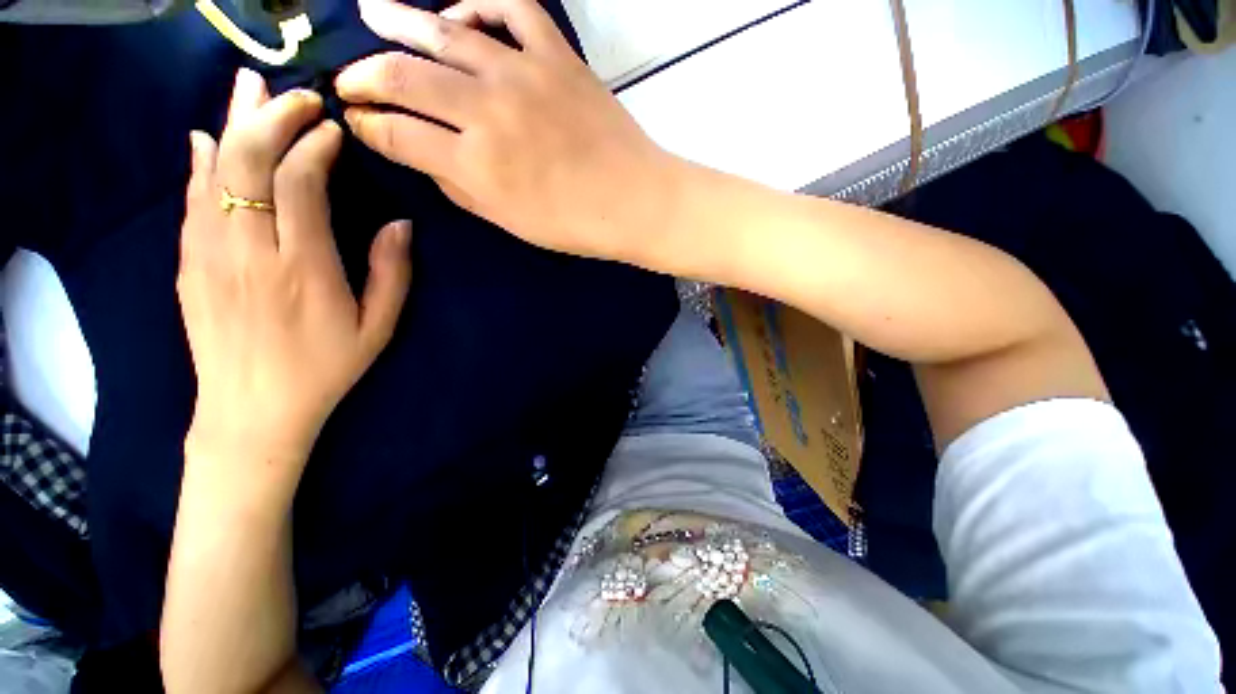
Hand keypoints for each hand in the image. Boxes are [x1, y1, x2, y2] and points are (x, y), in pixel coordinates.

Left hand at [178, 68, 412, 496]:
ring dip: (232, 124)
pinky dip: (200, 162)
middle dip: (272, 119)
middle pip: (248, 164)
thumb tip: (399, 225)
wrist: (253, 411)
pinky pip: (191, 200)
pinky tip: (207, 139)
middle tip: (297, 96)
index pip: (299, 185)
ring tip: (248, 87)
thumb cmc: (325, 368)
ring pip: (213, 172)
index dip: (314, 147)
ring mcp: (209, 255)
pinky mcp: (188, 264)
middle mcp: (248, 252)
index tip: (332, 129)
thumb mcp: (377, 328)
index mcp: (302, 269)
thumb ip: (391, 274)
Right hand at [334, 0, 684, 264]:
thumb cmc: (575, 225)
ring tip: (370, 13)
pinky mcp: (557, 55)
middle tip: (348, 79)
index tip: (357, 123)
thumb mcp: (511, 223)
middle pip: (402, 78)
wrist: (634, 201)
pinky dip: (480, 3)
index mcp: (475, 164)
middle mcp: (486, 111)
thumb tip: (429, 158)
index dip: (368, 128)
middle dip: (363, 77)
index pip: (397, 136)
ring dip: (397, 22)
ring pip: (443, 32)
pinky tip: (460, 13)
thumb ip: (462, 189)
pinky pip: (511, 7)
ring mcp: (522, 74)